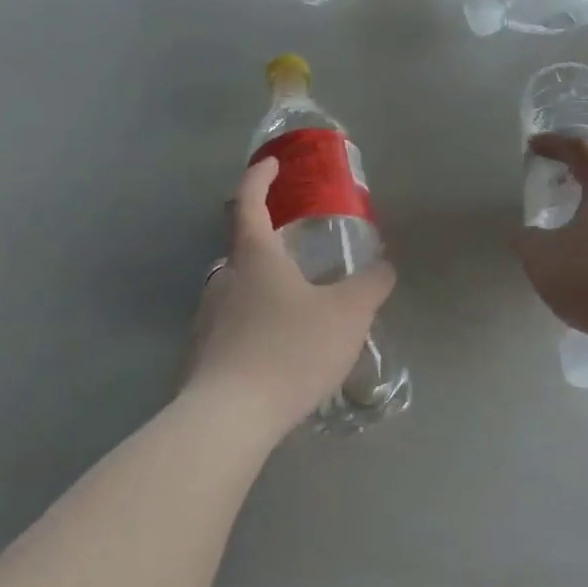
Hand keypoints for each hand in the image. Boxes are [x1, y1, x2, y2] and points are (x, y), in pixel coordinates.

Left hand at [183, 157, 395, 441]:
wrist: (228, 420)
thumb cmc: (289, 350)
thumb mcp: (348, 314)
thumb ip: (371, 285)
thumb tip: (384, 267)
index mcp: (254, 256)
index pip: (248, 201)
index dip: (259, 177)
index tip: (271, 165)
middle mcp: (224, 279)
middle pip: (242, 246)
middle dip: (269, 240)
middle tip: (301, 249)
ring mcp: (207, 318)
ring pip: (239, 288)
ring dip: (265, 286)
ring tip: (299, 306)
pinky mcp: (203, 356)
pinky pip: (234, 325)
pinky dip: (256, 323)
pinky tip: (280, 349)